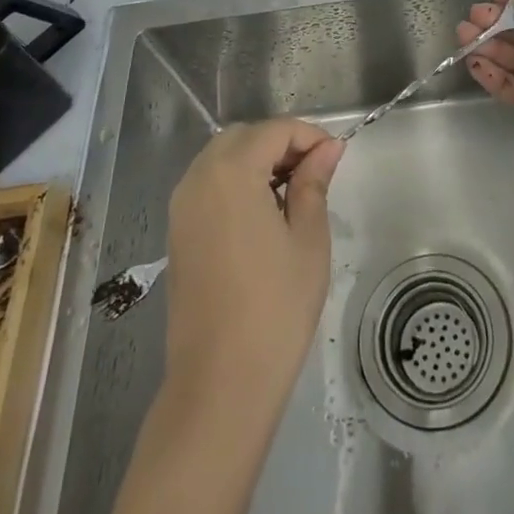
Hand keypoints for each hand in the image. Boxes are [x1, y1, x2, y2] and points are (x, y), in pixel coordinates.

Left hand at [163, 119, 344, 405]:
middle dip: (280, 143)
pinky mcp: (177, 233)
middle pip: (243, 137)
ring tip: (293, 193)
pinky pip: (208, 185)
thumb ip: (314, 183)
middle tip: (315, 172)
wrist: (220, 383)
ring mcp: (181, 207)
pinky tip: (263, 214)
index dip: (309, 136)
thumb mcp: (308, 238)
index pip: (274, 130)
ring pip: (222, 158)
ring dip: (257, 161)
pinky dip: (236, 182)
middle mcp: (198, 179)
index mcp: (231, 173)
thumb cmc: (276, 307)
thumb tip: (328, 148)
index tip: (336, 157)